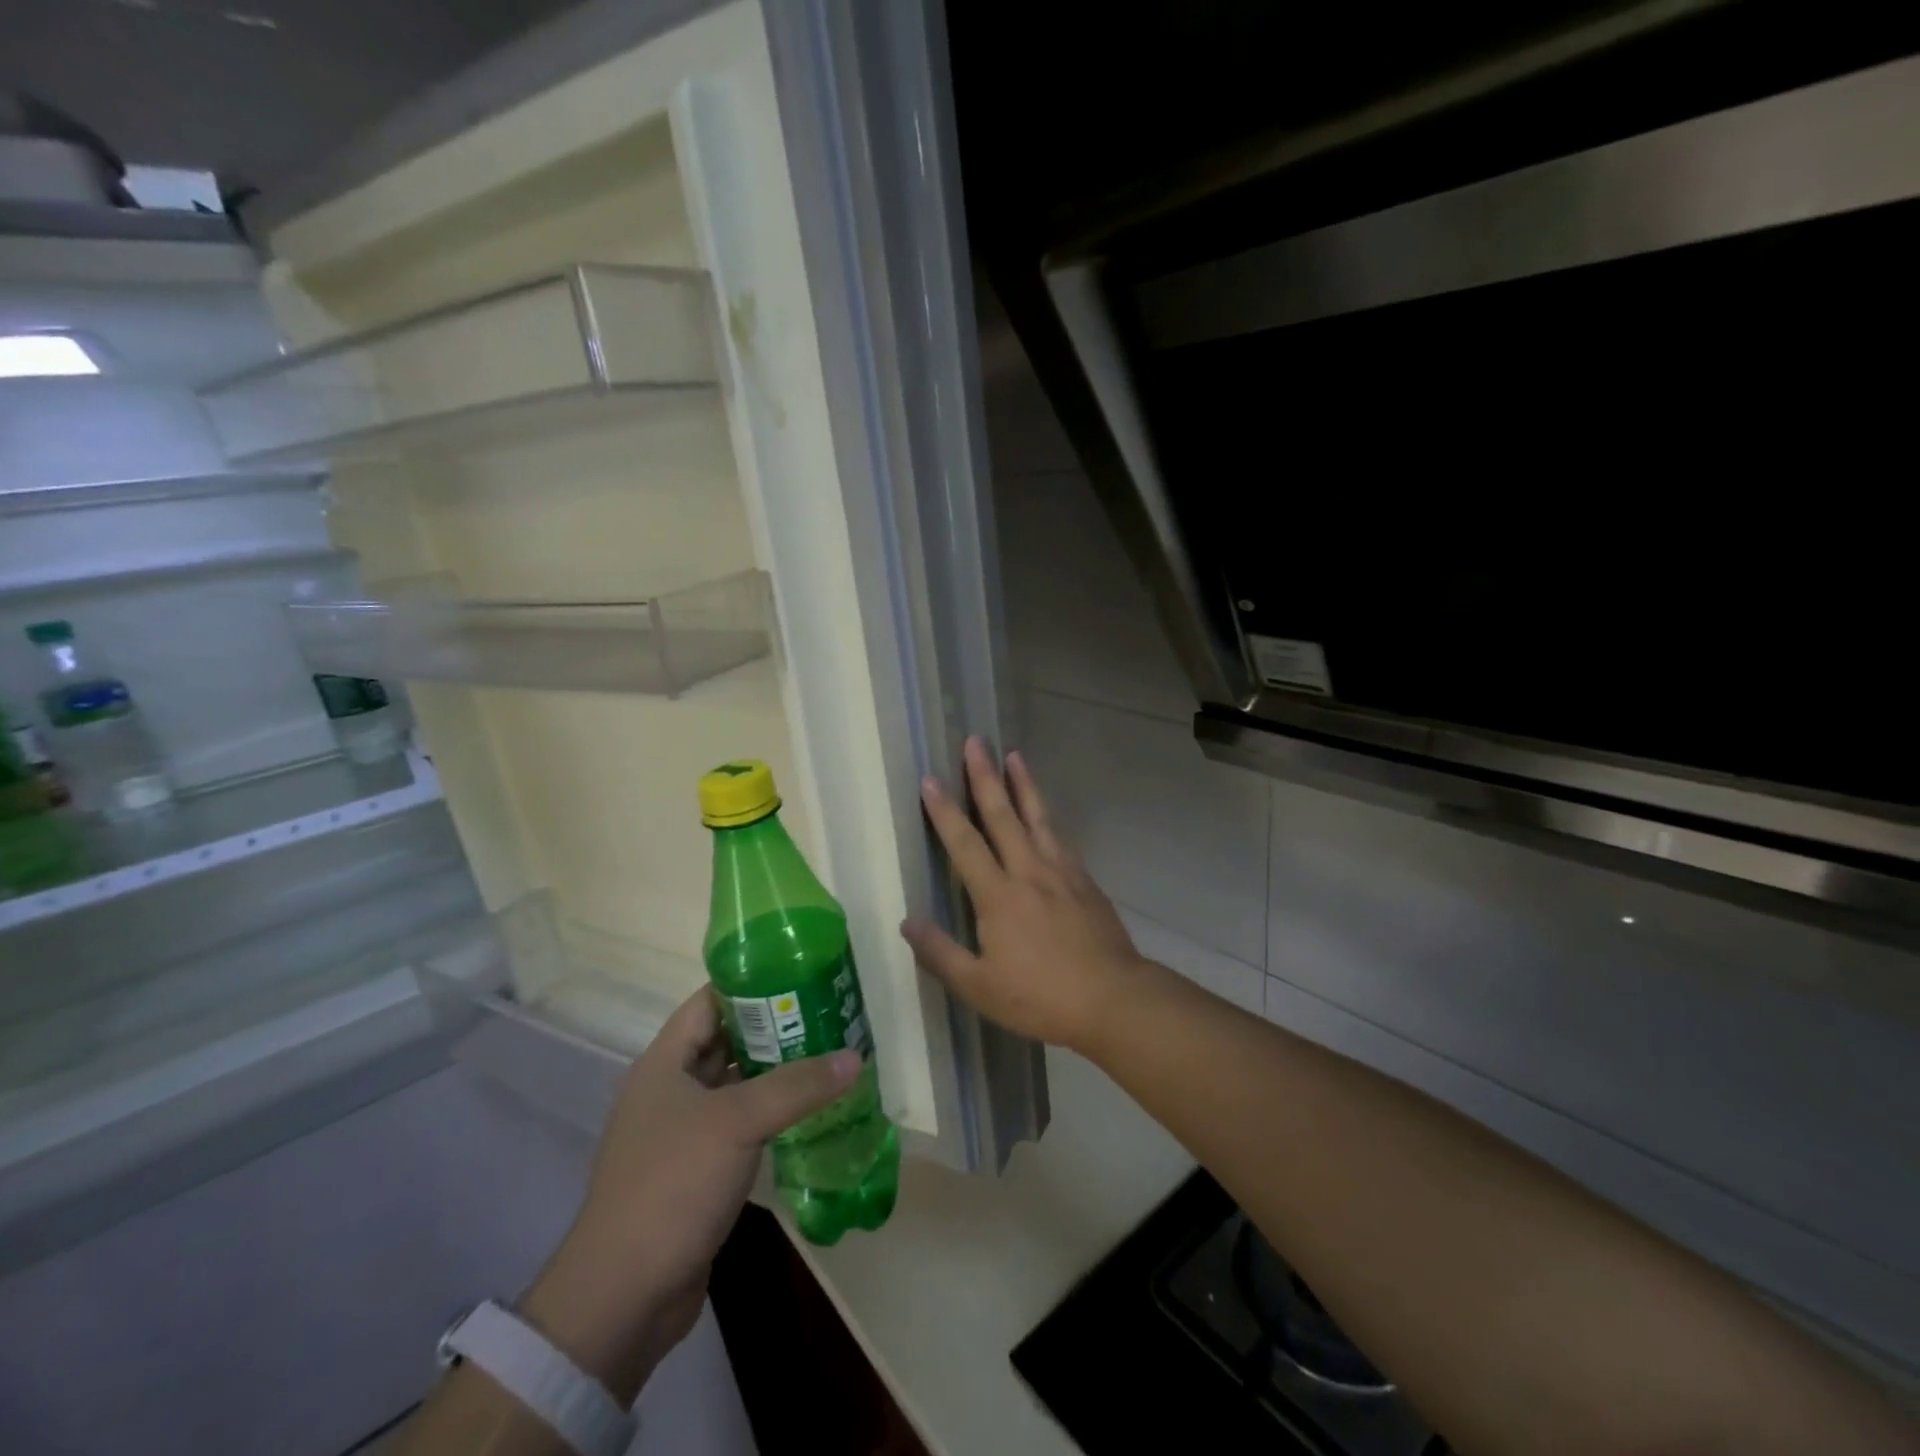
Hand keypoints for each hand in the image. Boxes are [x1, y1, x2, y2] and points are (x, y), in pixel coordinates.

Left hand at [519, 987, 858, 1403]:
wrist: (624, 1297)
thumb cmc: (672, 1185)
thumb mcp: (737, 1122)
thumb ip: (797, 1086)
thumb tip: (854, 1057)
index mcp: (664, 1063)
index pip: (709, 1002)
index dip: (751, 984)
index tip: (801, 975)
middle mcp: (670, 1090)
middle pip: (727, 1042)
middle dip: (775, 1029)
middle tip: (828, 1015)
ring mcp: (683, 1133)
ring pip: (737, 1086)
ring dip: (777, 1074)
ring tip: (830, 1056)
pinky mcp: (697, 1171)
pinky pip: (741, 1127)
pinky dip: (772, 1116)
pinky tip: (810, 1113)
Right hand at [901, 736, 1147, 1052]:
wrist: (1113, 999)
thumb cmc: (1041, 997)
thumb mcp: (980, 987)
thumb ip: (940, 953)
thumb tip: (906, 921)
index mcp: (998, 896)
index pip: (964, 843)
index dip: (944, 811)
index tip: (930, 779)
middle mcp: (1028, 872)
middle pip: (1003, 815)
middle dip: (984, 777)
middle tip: (975, 742)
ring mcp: (1061, 872)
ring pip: (1038, 817)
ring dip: (1023, 784)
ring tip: (1014, 755)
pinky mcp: (1085, 881)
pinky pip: (1061, 837)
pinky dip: (1048, 816)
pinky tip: (1046, 812)